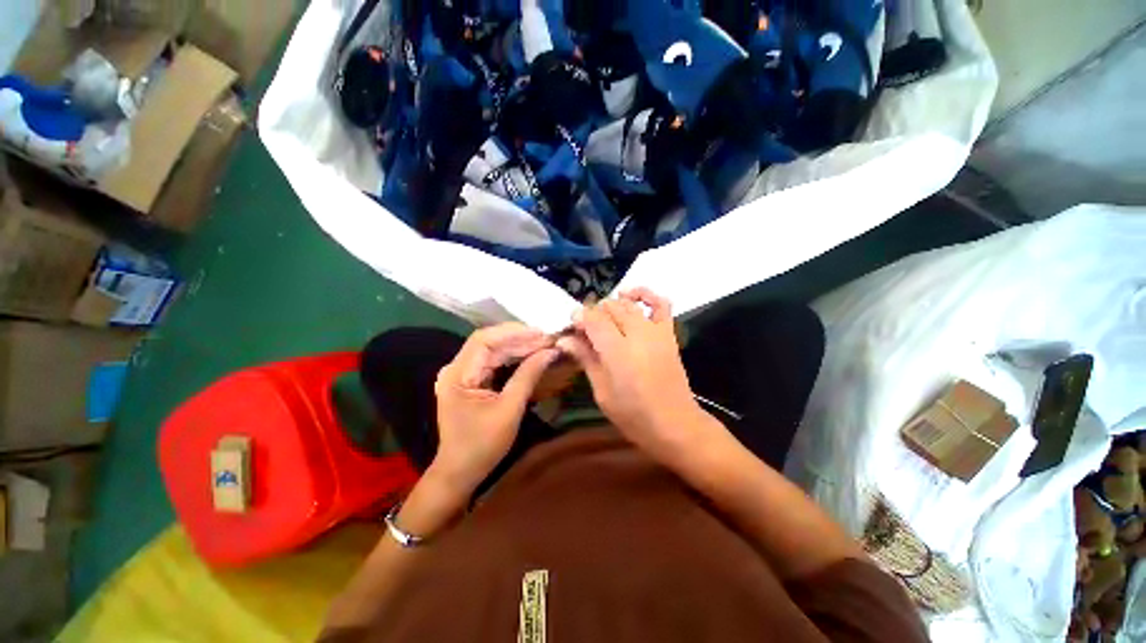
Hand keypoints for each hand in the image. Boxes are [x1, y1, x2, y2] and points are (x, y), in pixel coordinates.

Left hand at [431, 323, 558, 491]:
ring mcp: (462, 373)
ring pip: (493, 350)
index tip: (540, 333)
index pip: (484, 340)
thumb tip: (550, 352)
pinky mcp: (471, 380)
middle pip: (489, 343)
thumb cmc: (482, 445)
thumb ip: (528, 376)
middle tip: (548, 339)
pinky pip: (493, 361)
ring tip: (544, 344)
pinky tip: (530, 354)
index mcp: (457, 374)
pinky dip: (512, 357)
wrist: (460, 471)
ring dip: (518, 346)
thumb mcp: (509, 409)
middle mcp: (456, 368)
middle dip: (519, 339)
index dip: (513, 332)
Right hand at [557, 289, 711, 460]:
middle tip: (584, 329)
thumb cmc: (633, 415)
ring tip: (602, 318)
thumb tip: (564, 339)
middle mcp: (637, 334)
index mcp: (617, 351)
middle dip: (593, 313)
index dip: (579, 318)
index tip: (571, 326)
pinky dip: (645, 294)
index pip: (593, 320)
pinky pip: (660, 304)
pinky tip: (630, 296)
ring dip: (612, 305)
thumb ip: (586, 359)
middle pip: (609, 309)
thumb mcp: (602, 391)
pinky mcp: (668, 333)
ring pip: (628, 304)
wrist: (675, 424)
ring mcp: (655, 331)